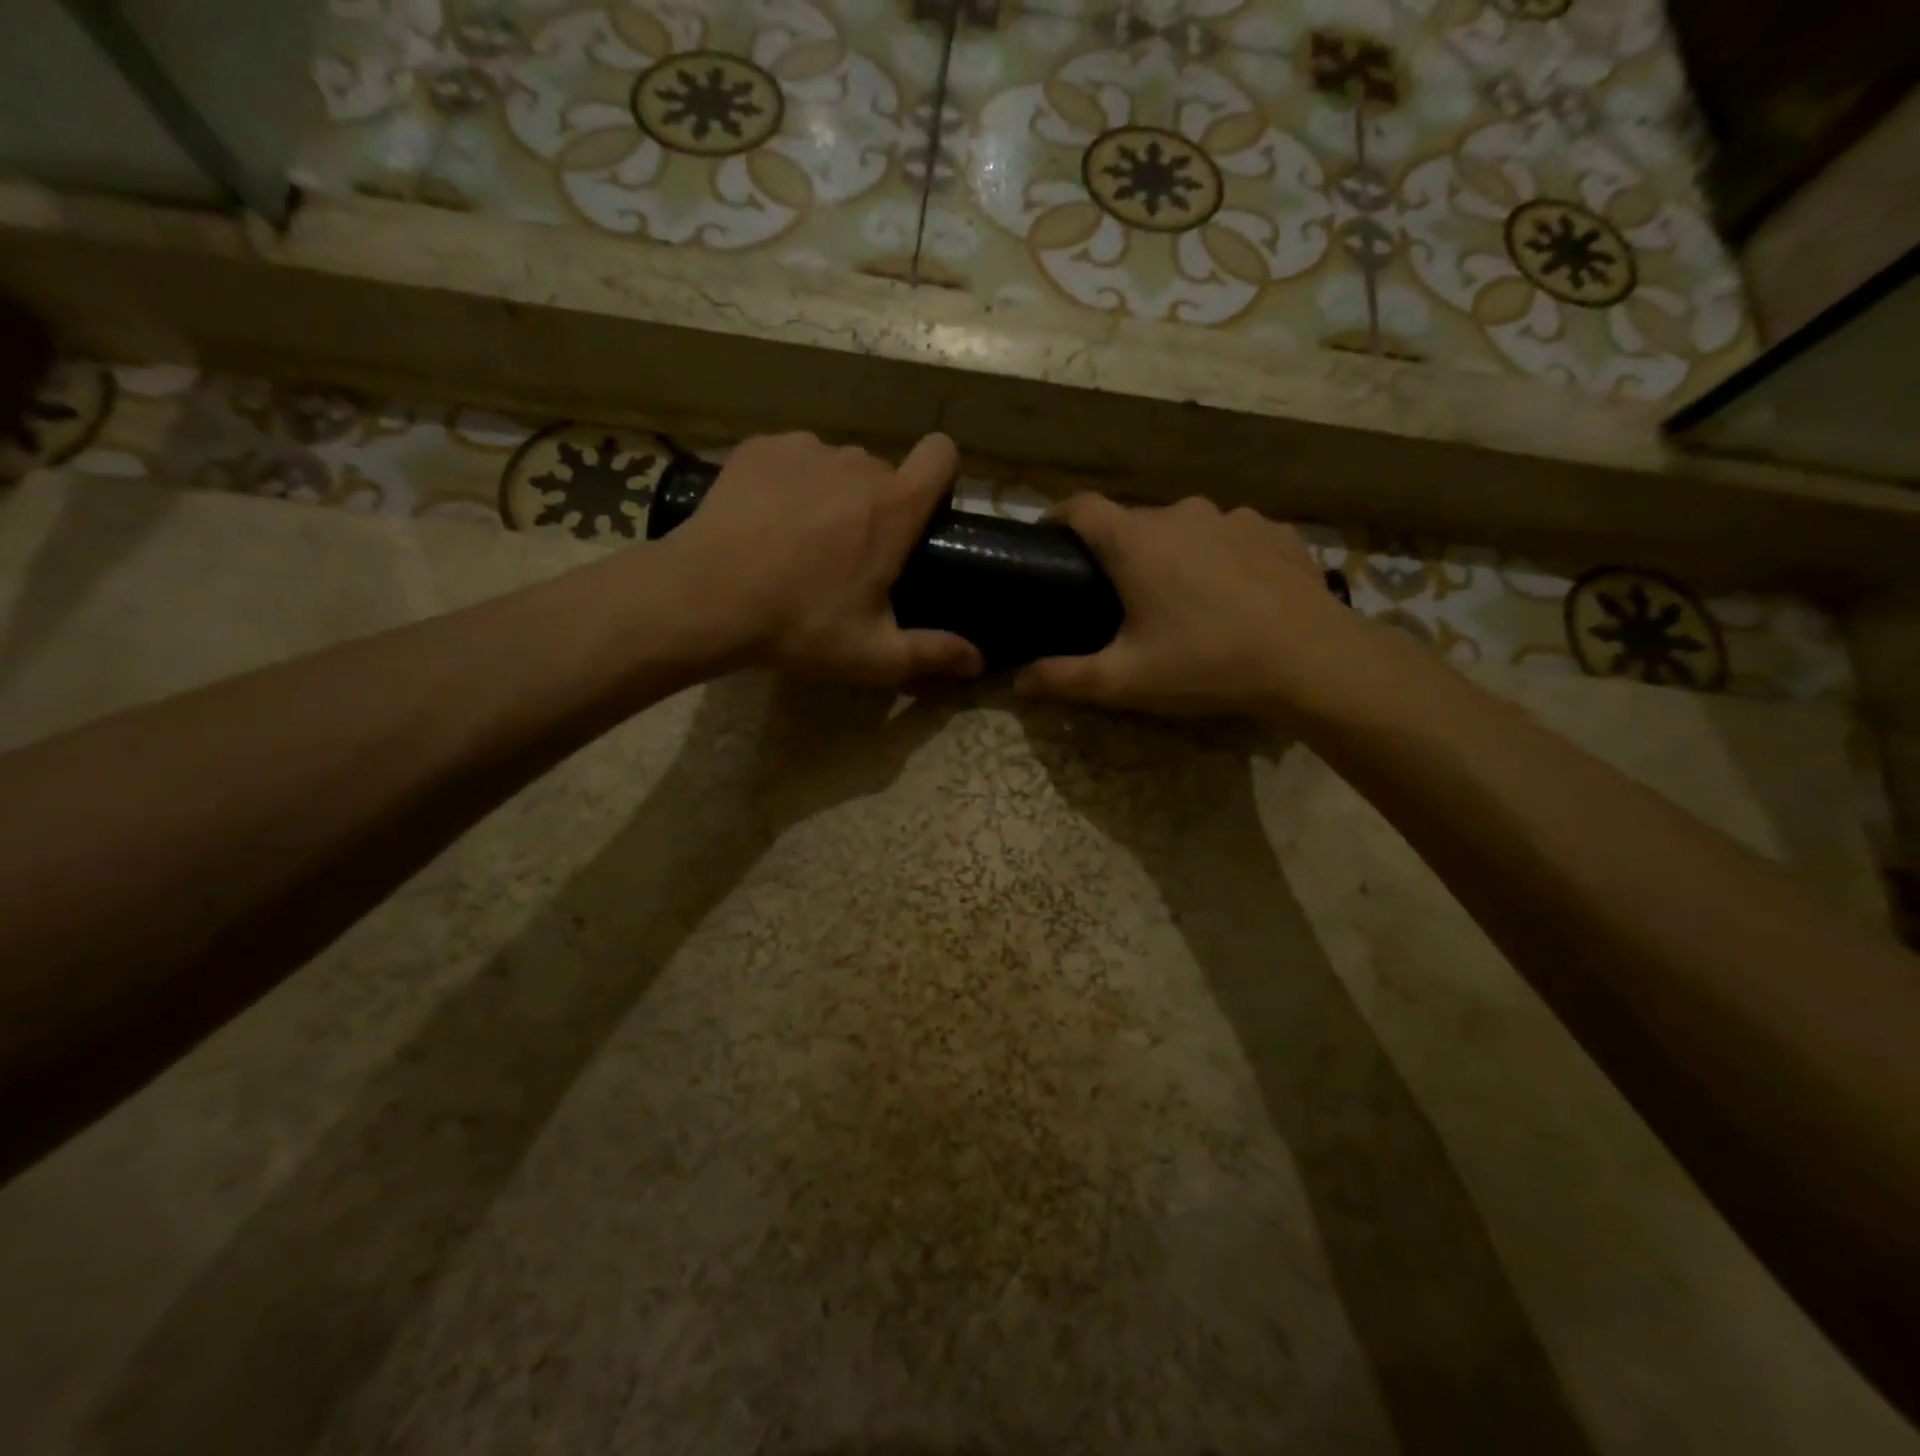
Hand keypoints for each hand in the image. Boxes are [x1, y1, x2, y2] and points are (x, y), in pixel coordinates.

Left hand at [662, 432, 982, 684]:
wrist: (704, 597)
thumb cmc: (799, 625)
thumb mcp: (872, 655)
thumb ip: (932, 654)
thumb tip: (978, 661)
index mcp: (894, 506)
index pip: (942, 454)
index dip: (941, 477)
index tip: (924, 513)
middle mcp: (857, 463)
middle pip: (885, 473)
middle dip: (878, 507)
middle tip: (849, 557)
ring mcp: (805, 449)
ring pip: (837, 467)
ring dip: (833, 495)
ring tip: (800, 541)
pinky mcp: (761, 447)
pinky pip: (794, 459)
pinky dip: (790, 483)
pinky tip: (766, 521)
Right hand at [1014, 494, 1381, 718]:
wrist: (1312, 660)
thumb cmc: (1207, 663)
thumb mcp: (1126, 680)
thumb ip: (1066, 678)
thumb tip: (1018, 683)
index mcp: (1136, 541)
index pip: (1080, 508)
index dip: (1058, 519)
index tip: (1049, 542)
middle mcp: (1182, 514)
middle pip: (1134, 523)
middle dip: (1119, 552)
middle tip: (1119, 598)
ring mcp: (1234, 518)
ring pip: (1185, 529)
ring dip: (1173, 555)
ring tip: (1182, 599)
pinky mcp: (1275, 531)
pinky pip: (1231, 537)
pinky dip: (1221, 558)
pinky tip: (1233, 594)